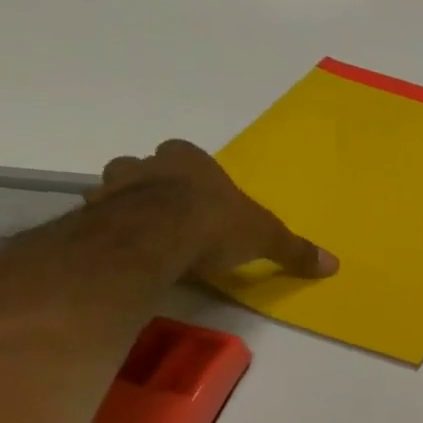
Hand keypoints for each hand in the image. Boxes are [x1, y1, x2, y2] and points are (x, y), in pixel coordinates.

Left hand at [92, 140, 338, 282]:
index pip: (190, 158)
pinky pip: (100, 219)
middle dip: (158, 189)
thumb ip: (294, 250)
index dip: (196, 178)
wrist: (154, 237)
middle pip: (150, 170)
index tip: (204, 202)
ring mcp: (114, 186)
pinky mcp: (90, 213)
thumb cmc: (214, 224)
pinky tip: (124, 254)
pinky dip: (109, 232)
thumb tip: (333, 264)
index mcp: (191, 159)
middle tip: (173, 218)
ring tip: (146, 239)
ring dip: (129, 208)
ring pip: (120, 191)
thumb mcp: (266, 238)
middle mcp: (149, 163)